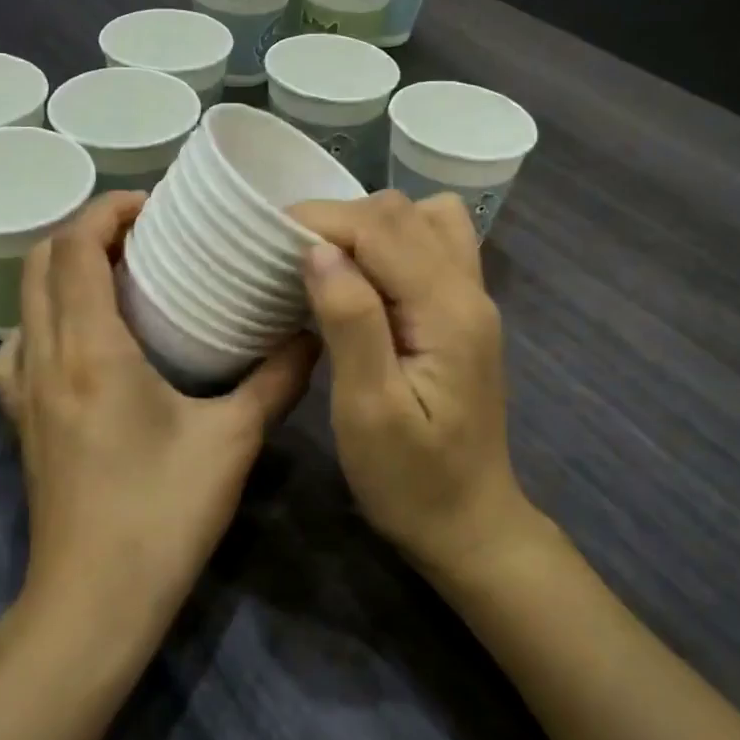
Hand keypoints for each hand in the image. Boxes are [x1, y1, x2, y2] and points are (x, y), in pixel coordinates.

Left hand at [0, 193, 317, 628]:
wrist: (93, 605)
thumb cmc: (161, 516)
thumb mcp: (231, 441)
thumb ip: (276, 381)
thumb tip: (312, 334)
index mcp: (90, 350)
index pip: (75, 248)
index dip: (107, 211)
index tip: (153, 206)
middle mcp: (44, 359)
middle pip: (41, 262)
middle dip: (86, 231)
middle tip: (145, 235)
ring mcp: (23, 392)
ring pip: (25, 302)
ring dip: (63, 272)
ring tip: (117, 277)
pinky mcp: (21, 421)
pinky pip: (18, 347)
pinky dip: (46, 319)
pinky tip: (84, 339)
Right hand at [291, 192, 530, 575]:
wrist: (470, 526)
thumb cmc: (411, 481)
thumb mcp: (369, 410)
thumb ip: (350, 322)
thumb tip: (319, 249)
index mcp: (448, 310)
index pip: (382, 227)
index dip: (321, 220)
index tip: (268, 239)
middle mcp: (469, 290)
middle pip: (403, 212)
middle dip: (339, 219)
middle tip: (289, 257)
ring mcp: (471, 299)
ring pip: (422, 219)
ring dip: (368, 225)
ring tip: (327, 262)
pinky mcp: (461, 314)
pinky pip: (431, 245)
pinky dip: (390, 242)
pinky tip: (363, 279)